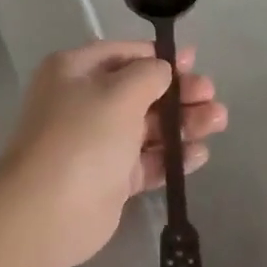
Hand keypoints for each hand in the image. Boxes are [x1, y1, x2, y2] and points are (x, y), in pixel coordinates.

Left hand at [0, 40, 226, 266]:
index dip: (159, 57)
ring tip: (218, 122)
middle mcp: (83, 103)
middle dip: (178, 92)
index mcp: (74, 71)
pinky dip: (171, 156)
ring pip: (147, 127)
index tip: (193, 60)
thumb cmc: (83, 137)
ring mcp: (97, 143)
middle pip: (140, 91)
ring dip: (182, 123)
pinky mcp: (110, 179)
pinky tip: (199, 154)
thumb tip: (162, 70)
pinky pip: (146, 161)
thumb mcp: (119, 93)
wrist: (47, 212)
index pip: (123, 54)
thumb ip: (149, 74)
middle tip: (211, 96)